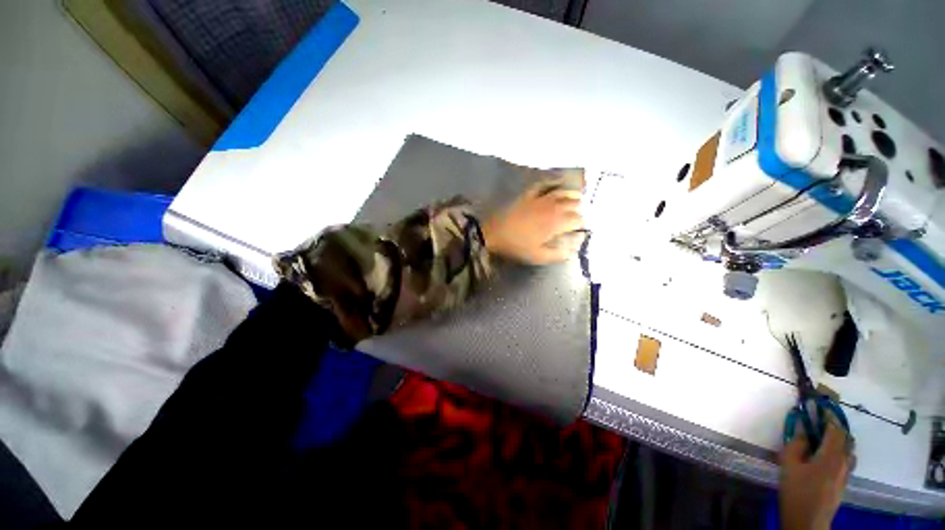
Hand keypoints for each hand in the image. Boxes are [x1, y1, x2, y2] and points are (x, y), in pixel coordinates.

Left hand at [482, 183, 585, 263]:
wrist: (494, 233)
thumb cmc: (517, 246)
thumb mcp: (539, 256)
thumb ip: (560, 253)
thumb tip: (576, 247)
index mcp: (557, 223)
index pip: (578, 219)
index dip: (583, 224)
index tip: (583, 229)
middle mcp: (553, 207)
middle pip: (574, 204)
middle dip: (581, 209)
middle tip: (583, 214)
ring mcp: (540, 198)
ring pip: (562, 192)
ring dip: (573, 195)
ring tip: (579, 198)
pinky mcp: (529, 195)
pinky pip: (544, 185)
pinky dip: (553, 183)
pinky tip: (558, 183)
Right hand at [779, 414, 854, 529]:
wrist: (808, 520)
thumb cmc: (796, 490)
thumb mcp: (788, 464)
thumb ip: (797, 444)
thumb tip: (803, 429)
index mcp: (831, 455)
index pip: (835, 429)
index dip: (829, 415)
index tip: (821, 404)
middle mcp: (844, 461)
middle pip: (846, 438)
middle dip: (836, 427)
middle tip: (821, 420)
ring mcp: (846, 473)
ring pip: (849, 450)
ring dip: (839, 440)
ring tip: (824, 438)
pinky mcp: (843, 482)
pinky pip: (846, 460)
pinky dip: (840, 452)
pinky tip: (826, 457)